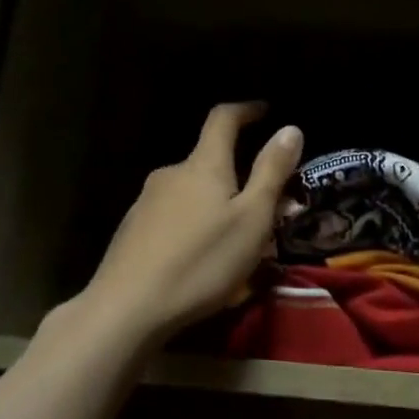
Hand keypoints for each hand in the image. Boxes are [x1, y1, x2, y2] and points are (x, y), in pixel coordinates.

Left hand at [77, 103, 302, 343]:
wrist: (129, 307)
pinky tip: (201, 257)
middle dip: (238, 176)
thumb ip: (272, 172)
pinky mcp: (133, 230)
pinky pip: (174, 216)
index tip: (265, 111)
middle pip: (209, 162)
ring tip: (236, 240)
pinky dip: (194, 224)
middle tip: (264, 206)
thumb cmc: (203, 261)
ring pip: (192, 192)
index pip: (223, 120)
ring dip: (216, 205)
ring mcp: (146, 202)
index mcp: (203, 165)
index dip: (246, 111)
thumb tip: (290, 129)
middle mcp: (171, 174)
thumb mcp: (252, 219)